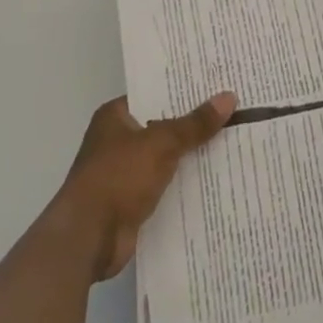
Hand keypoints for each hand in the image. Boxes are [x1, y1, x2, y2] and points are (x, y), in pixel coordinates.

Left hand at [52, 93, 235, 282]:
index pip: (154, 94)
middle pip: (163, 126)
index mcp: (115, 116)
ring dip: (192, 155)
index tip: (217, 85)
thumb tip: (229, 97)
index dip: (184, 91)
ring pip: (166, 157)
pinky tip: (216, 178)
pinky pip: (165, 185)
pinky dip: (185, 184)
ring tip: (233, 141)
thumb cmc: (118, 177)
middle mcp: (117, 140)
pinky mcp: (132, 201)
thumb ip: (195, 124)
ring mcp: (124, 172)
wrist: (88, 238)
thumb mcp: (161, 143)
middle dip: (194, 123)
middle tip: (234, 110)